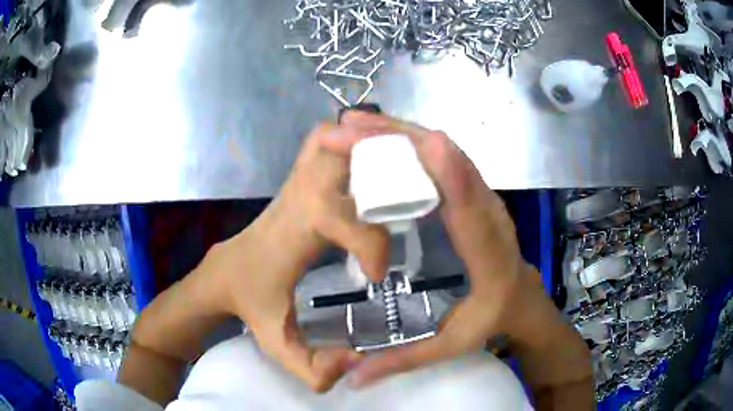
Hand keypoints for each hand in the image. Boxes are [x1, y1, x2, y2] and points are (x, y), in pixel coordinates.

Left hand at [193, 121, 393, 391]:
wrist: (225, 272)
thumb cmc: (251, 302)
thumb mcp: (277, 344)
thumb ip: (313, 368)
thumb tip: (357, 361)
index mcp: (292, 233)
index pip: (338, 216)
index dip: (371, 242)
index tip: (376, 275)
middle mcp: (297, 197)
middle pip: (338, 153)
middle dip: (381, 166)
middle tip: (409, 194)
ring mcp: (297, 182)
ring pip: (330, 140)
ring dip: (367, 146)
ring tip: (398, 171)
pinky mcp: (300, 179)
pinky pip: (323, 142)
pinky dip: (348, 139)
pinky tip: (369, 164)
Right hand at [334, 112, 589, 394]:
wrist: (523, 298)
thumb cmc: (490, 322)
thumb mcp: (449, 348)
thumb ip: (402, 361)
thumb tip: (352, 378)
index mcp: (490, 259)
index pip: (472, 212)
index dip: (453, 175)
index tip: (425, 142)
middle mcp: (492, 217)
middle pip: (457, 167)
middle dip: (408, 140)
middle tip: (355, 128)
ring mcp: (486, 198)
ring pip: (451, 154)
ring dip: (408, 134)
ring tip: (361, 124)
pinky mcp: (477, 190)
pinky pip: (448, 157)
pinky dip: (417, 141)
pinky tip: (386, 136)